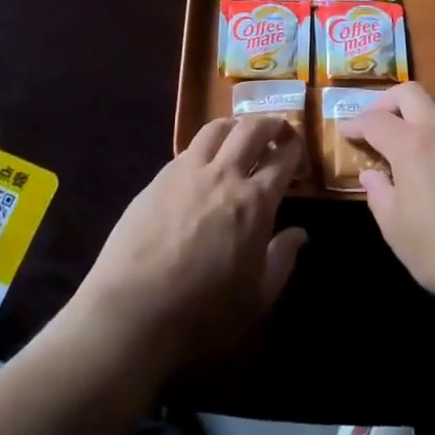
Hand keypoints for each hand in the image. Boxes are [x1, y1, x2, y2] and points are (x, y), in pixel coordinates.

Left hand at [68, 114, 307, 376]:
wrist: (134, 309)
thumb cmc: (203, 311)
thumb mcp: (257, 297)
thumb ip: (282, 259)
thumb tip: (299, 234)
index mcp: (254, 201)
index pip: (282, 159)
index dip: (294, 148)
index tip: (297, 147)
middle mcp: (223, 175)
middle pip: (250, 129)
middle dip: (269, 123)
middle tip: (276, 128)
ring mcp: (187, 171)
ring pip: (215, 128)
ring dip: (234, 125)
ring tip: (238, 133)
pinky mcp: (158, 178)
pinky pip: (188, 149)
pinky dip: (204, 147)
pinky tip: (203, 162)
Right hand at [339, 82, 434, 307]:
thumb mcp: (396, 230)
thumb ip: (379, 194)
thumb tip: (372, 174)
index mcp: (412, 145)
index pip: (375, 120)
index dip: (356, 124)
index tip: (346, 132)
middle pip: (411, 92)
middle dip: (388, 102)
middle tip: (378, 123)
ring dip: (423, 107)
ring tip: (414, 131)